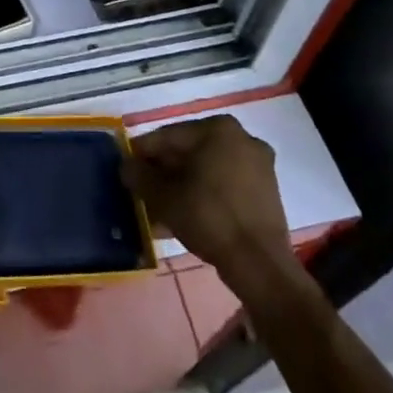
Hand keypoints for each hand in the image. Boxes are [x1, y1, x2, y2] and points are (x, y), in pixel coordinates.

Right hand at [126, 117, 302, 299]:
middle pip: (188, 152)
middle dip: (163, 172)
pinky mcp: (266, 189)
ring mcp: (258, 164)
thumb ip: (138, 175)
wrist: (259, 263)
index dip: (142, 153)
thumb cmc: (208, 217)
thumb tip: (127, 166)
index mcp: (217, 129)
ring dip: (181, 186)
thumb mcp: (162, 195)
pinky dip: (203, 194)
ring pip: (206, 169)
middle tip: (142, 191)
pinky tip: (184, 216)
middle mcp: (241, 137)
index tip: (126, 169)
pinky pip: (224, 184)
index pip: (167, 136)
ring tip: (159, 209)